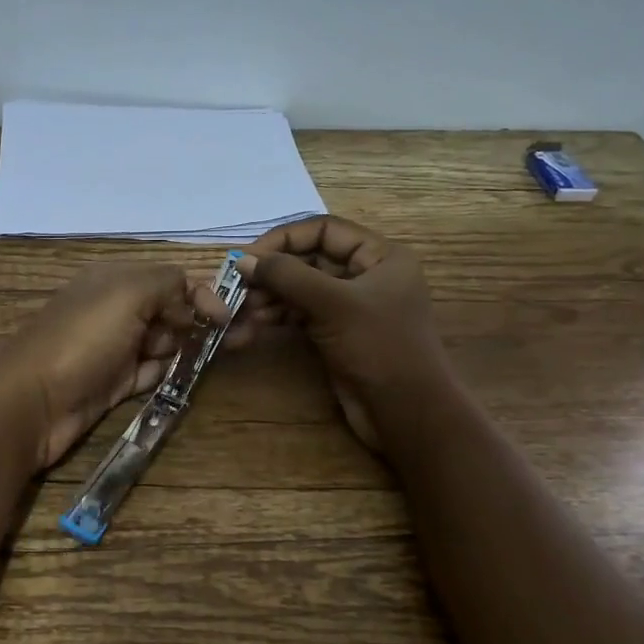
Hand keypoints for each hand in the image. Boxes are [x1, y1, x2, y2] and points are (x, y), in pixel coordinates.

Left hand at [0, 263, 229, 468]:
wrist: (33, 403)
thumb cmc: (82, 340)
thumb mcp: (126, 294)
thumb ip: (167, 285)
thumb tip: (189, 306)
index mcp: (114, 280)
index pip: (169, 279)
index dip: (201, 293)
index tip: (226, 317)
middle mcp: (115, 309)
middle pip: (170, 309)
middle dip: (204, 320)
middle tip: (243, 337)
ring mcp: (115, 348)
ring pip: (165, 341)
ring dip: (193, 345)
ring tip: (226, 354)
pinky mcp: (115, 383)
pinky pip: (153, 372)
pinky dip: (171, 371)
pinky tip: (192, 375)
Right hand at [230, 217, 444, 452]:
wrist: (407, 414)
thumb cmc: (379, 348)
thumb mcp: (333, 304)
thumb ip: (287, 276)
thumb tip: (242, 259)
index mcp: (380, 256)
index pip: (324, 230)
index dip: (284, 239)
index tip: (248, 257)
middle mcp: (366, 274)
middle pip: (308, 259)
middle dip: (271, 273)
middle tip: (236, 287)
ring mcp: (350, 306)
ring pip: (300, 289)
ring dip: (268, 298)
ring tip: (239, 313)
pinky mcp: (336, 332)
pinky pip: (300, 313)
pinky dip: (276, 317)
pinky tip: (252, 327)